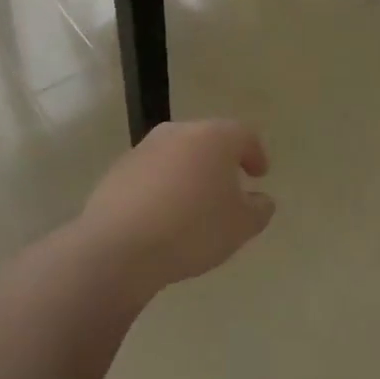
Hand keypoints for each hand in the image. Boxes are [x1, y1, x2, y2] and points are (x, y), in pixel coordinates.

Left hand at [79, 120, 273, 299]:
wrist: (119, 246)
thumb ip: (259, 209)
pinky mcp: (118, 169)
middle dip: (220, 160)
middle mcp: (179, 132)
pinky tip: (163, 215)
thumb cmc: (192, 229)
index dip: (255, 154)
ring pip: (177, 154)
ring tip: (194, 203)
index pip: (244, 135)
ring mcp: (144, 148)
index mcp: (214, 137)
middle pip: (208, 139)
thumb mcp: (240, 226)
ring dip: (189, 172)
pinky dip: (162, 186)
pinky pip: (151, 173)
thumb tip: (261, 200)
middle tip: (229, 186)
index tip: (259, 175)